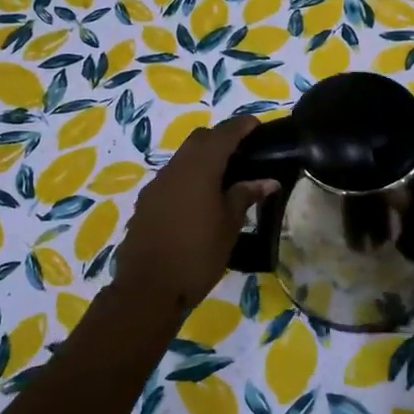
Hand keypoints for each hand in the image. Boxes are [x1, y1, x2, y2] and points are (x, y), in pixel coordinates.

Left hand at [111, 115, 279, 317]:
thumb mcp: (229, 226)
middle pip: (199, 140)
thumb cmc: (197, 255)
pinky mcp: (146, 203)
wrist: (148, 288)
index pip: (223, 135)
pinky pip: (171, 178)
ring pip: (182, 158)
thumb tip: (267, 181)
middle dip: (220, 138)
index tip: (256, 125)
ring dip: (202, 158)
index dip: (240, 127)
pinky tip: (199, 198)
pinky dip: (188, 177)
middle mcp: (174, 168)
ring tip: (224, 176)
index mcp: (199, 168)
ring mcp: (156, 185)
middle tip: (242, 151)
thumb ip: (245, 196)